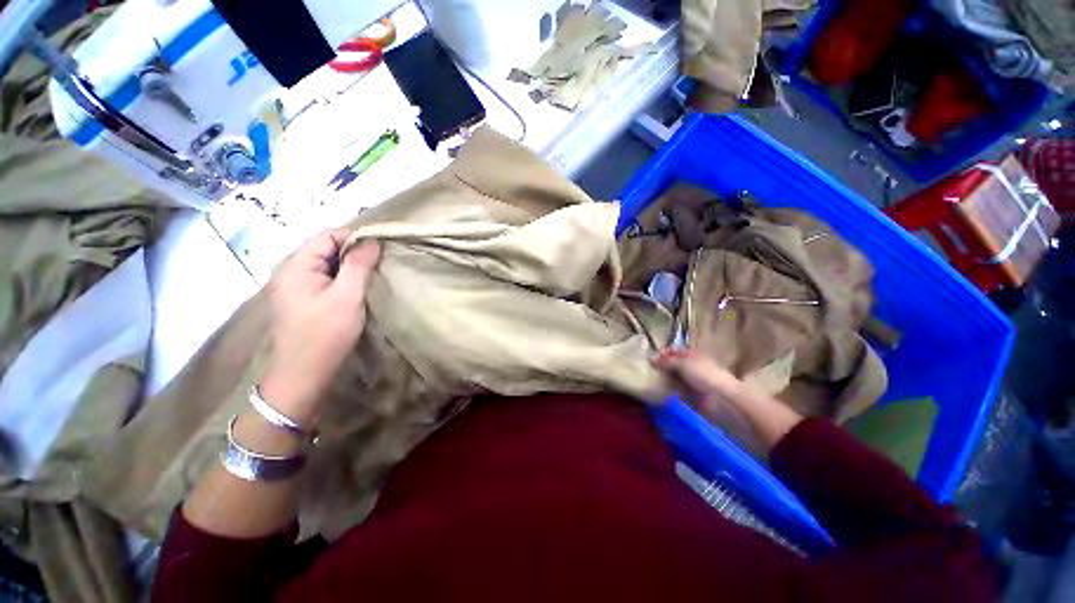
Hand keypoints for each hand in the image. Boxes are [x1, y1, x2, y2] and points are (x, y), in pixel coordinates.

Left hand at [260, 230, 380, 426]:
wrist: (303, 376)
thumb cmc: (325, 335)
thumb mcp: (347, 297)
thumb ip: (358, 265)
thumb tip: (372, 240)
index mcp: (296, 266)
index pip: (327, 235)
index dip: (354, 238)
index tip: (380, 252)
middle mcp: (291, 271)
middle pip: (325, 248)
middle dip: (353, 253)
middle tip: (378, 266)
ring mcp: (295, 287)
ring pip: (327, 264)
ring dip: (350, 267)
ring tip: (371, 277)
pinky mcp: (303, 300)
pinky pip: (325, 278)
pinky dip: (343, 279)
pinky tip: (357, 290)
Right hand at [653, 348, 741, 408]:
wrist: (721, 397)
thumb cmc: (703, 374)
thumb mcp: (682, 364)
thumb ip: (666, 361)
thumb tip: (651, 358)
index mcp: (690, 354)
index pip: (672, 351)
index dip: (662, 354)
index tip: (651, 360)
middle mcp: (690, 365)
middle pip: (672, 364)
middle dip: (661, 367)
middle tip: (650, 371)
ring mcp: (691, 379)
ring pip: (673, 377)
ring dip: (665, 378)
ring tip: (654, 381)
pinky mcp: (691, 393)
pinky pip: (677, 389)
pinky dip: (670, 389)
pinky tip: (663, 390)